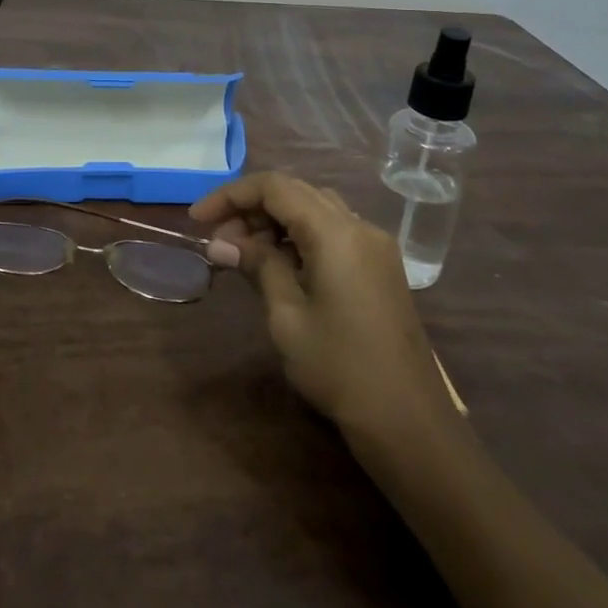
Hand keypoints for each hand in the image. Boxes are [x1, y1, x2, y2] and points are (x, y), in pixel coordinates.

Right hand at [192, 172, 461, 441]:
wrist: (408, 420)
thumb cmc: (340, 367)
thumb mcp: (287, 316)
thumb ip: (257, 266)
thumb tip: (220, 243)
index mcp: (336, 232)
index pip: (275, 187)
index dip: (231, 195)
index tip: (198, 219)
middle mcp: (359, 226)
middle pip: (296, 192)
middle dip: (251, 208)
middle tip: (219, 240)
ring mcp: (374, 245)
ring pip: (315, 209)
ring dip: (274, 221)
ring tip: (242, 253)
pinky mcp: (380, 266)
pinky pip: (333, 231)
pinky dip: (300, 236)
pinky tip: (278, 264)